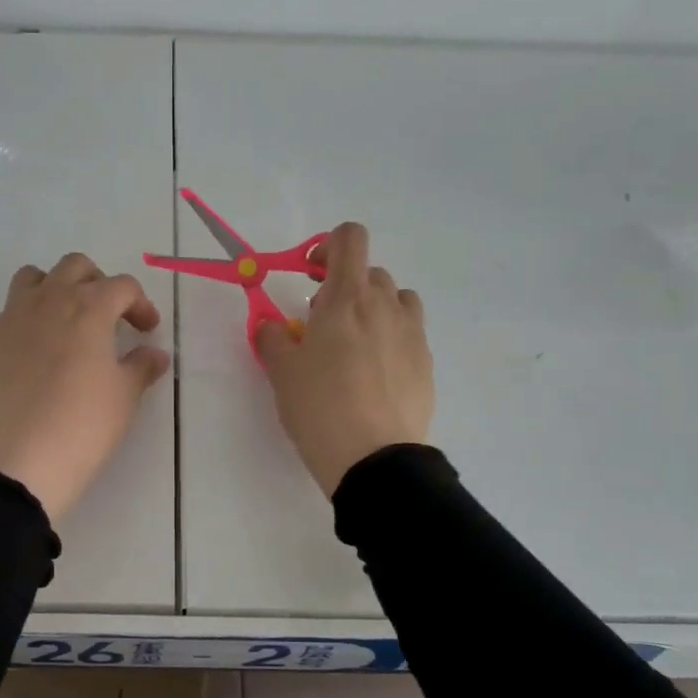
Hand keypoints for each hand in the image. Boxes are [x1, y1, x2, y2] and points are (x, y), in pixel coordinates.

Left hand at [0, 252, 171, 522]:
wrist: (22, 459)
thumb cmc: (84, 424)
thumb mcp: (124, 396)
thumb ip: (142, 366)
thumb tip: (155, 354)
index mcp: (89, 307)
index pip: (122, 286)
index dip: (141, 304)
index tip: (148, 330)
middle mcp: (51, 300)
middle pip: (77, 267)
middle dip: (100, 284)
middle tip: (112, 317)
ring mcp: (16, 317)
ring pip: (37, 276)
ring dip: (59, 287)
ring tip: (72, 320)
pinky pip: (15, 306)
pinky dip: (33, 312)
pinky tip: (44, 346)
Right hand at [256, 222, 432, 497]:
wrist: (373, 458)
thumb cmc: (319, 406)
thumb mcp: (281, 371)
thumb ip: (272, 336)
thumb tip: (271, 324)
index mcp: (346, 298)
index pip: (350, 239)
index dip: (328, 246)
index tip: (310, 274)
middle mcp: (385, 306)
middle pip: (370, 271)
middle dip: (345, 285)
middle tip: (321, 322)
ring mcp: (412, 333)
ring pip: (396, 299)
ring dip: (374, 307)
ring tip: (354, 343)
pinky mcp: (427, 362)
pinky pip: (409, 332)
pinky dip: (391, 337)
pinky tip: (374, 373)